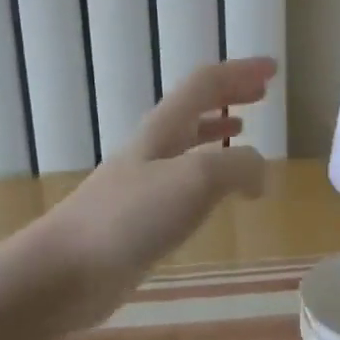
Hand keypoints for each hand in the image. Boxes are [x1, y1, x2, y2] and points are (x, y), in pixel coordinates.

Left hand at [35, 56, 276, 329]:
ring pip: (187, 143)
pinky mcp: (139, 217)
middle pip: (195, 106)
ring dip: (216, 130)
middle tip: (262, 92)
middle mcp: (153, 147)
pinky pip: (183, 183)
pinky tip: (215, 197)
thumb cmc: (129, 217)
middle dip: (229, 94)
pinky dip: (208, 175)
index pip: (206, 83)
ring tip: (243, 132)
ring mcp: (143, 182)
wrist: (66, 270)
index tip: (273, 69)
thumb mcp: (195, 180)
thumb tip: (260, 175)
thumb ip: (237, 167)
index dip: (240, 72)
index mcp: (164, 128)